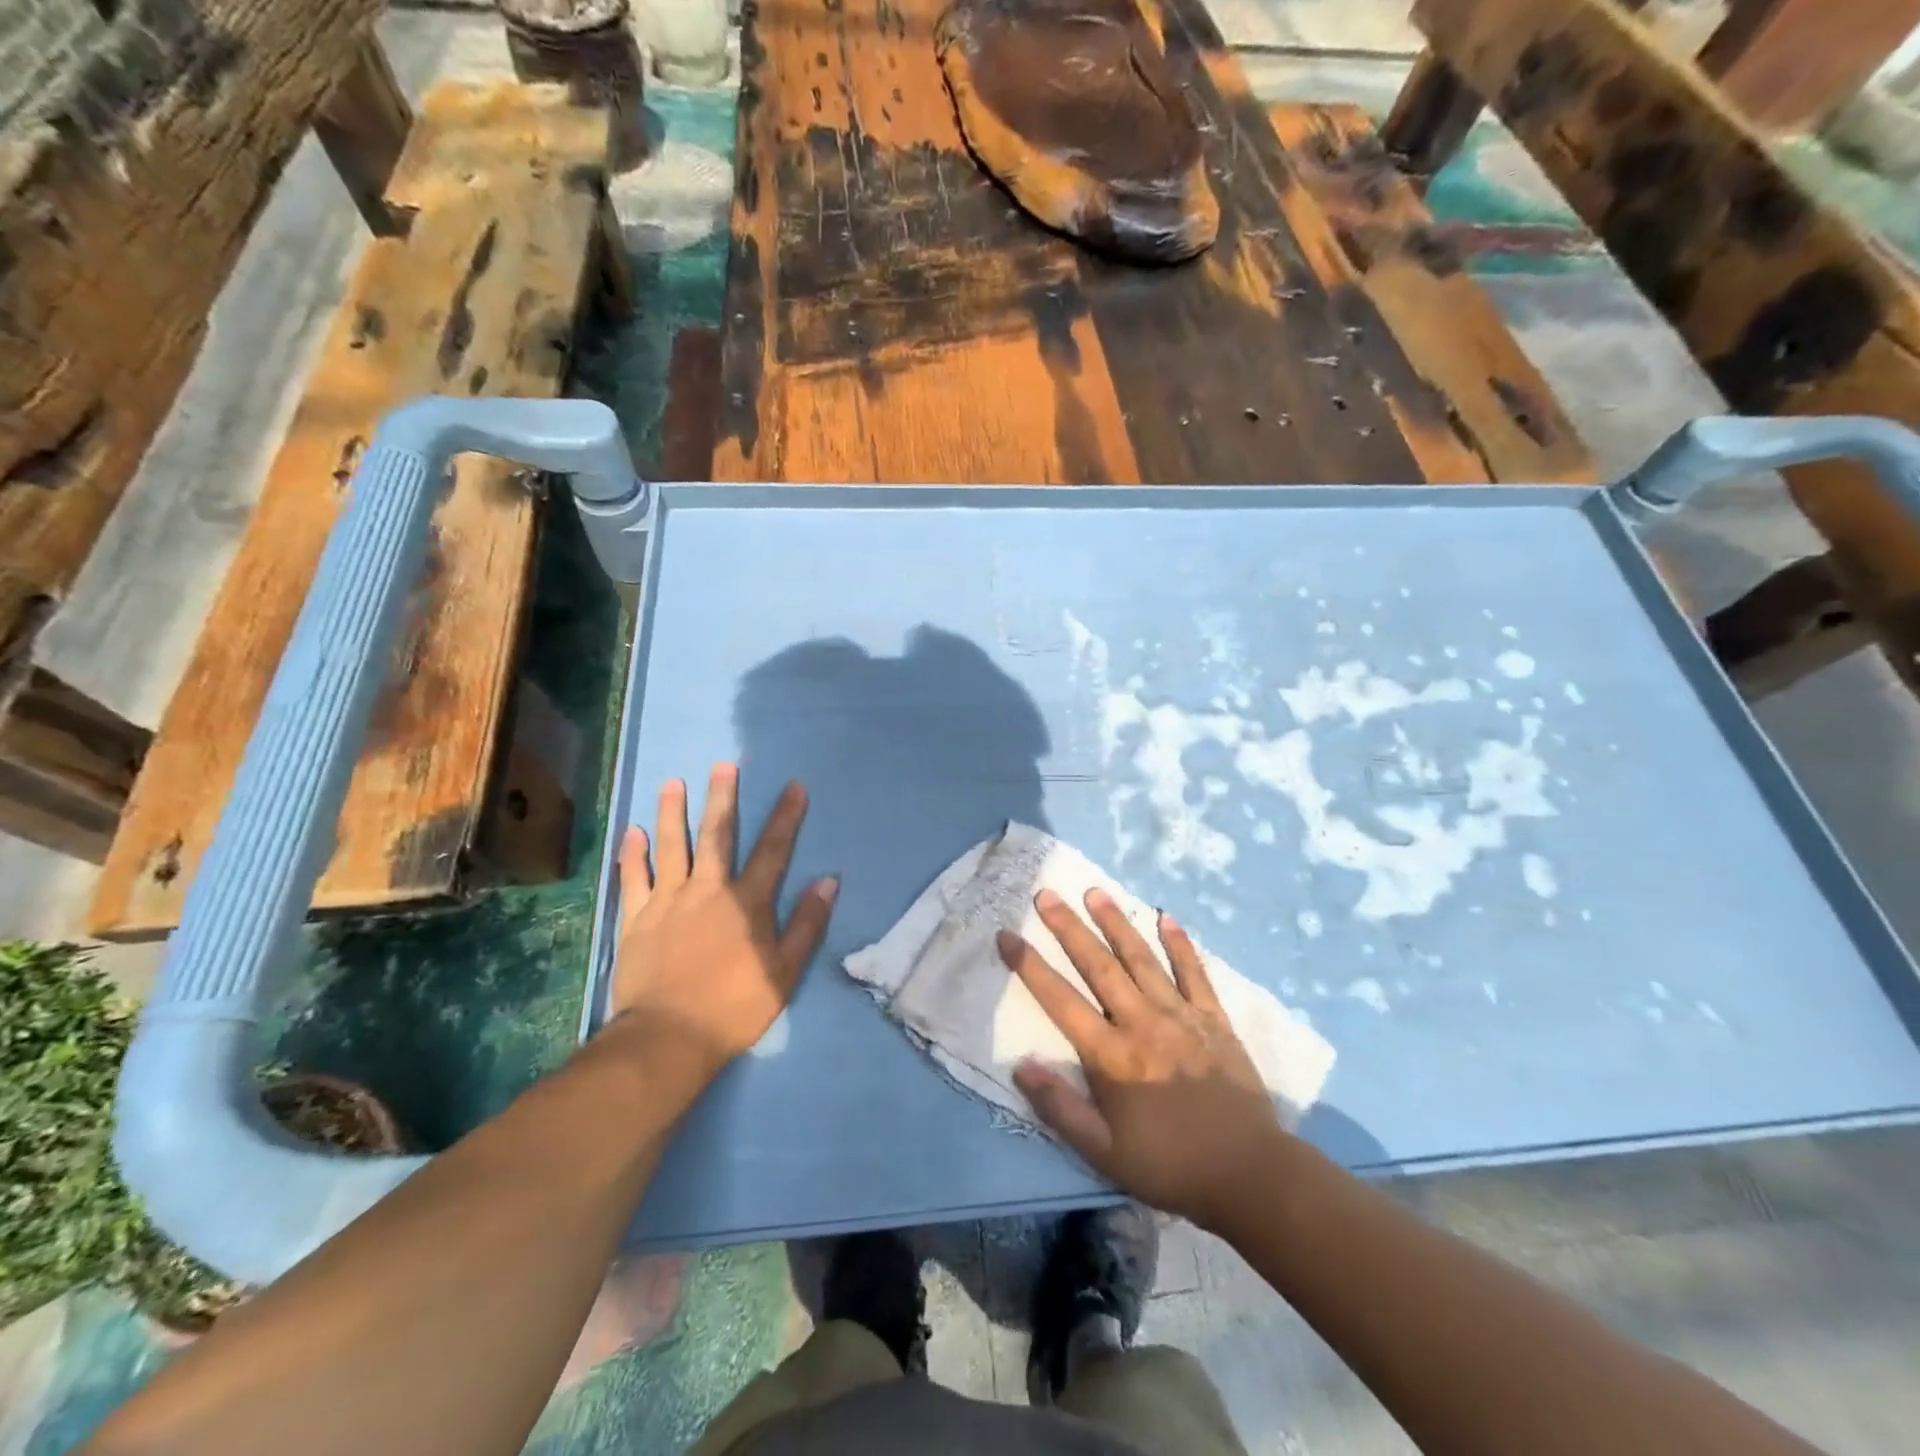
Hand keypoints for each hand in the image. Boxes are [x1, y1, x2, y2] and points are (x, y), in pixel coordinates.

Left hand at [611, 764, 836, 1103]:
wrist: (669, 1038)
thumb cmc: (734, 1007)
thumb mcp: (784, 971)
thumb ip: (807, 924)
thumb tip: (828, 881)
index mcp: (747, 903)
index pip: (773, 851)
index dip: (785, 817)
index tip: (794, 786)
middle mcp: (708, 891)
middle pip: (717, 836)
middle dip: (723, 798)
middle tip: (723, 765)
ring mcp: (668, 902)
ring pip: (672, 848)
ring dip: (673, 813)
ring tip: (673, 783)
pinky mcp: (636, 920)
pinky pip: (634, 880)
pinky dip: (633, 855)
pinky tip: (633, 832)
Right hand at [997, 888, 1285, 1231]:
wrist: (1249, 1174)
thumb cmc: (1170, 1165)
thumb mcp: (1104, 1153)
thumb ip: (1060, 1109)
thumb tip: (1020, 1066)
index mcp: (1111, 1055)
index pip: (1060, 1000)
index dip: (1030, 966)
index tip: (1007, 934)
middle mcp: (1141, 1023)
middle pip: (1098, 965)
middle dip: (1069, 927)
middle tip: (1046, 894)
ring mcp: (1181, 1016)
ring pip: (1142, 958)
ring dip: (1116, 923)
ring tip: (1095, 892)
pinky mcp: (1214, 1019)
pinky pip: (1194, 973)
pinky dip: (1180, 944)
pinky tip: (1166, 918)